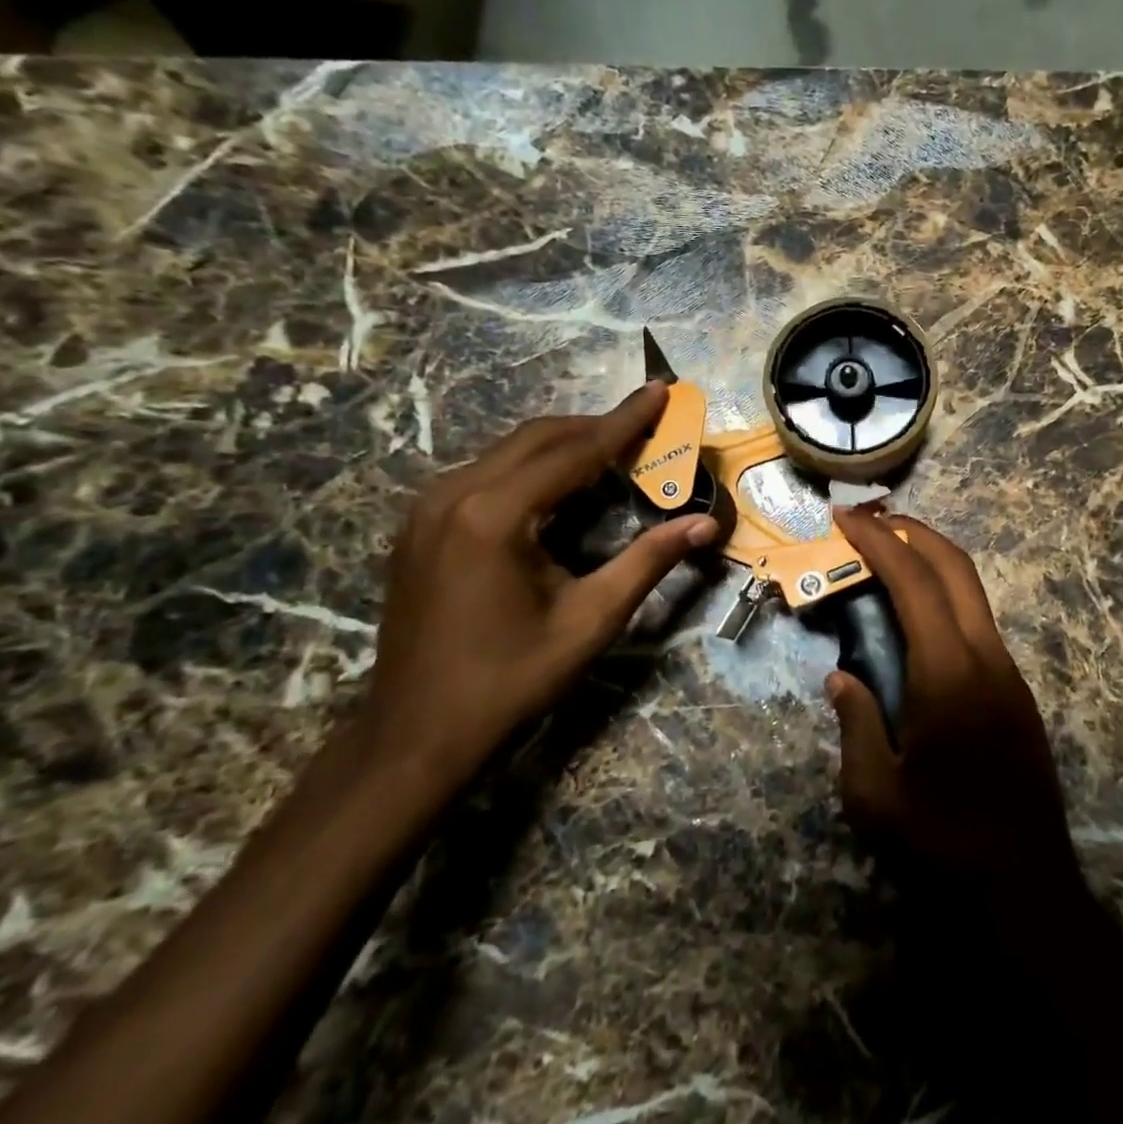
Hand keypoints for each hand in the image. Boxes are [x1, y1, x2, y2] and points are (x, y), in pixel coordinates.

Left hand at [364, 382, 719, 785]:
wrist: (417, 734)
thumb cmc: (511, 679)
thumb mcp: (591, 620)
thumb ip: (649, 561)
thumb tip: (706, 525)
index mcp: (495, 515)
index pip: (574, 450)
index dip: (625, 421)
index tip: (661, 389)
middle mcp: (454, 496)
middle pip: (538, 437)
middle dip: (596, 425)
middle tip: (647, 420)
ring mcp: (428, 509)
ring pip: (508, 450)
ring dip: (564, 443)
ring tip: (613, 447)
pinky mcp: (420, 526)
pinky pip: (485, 473)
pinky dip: (532, 466)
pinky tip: (559, 483)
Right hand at [826, 509, 1082, 903]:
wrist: (1024, 885)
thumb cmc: (941, 843)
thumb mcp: (873, 793)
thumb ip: (854, 723)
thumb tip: (842, 678)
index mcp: (948, 672)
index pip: (913, 582)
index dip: (878, 541)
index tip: (846, 518)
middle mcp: (986, 656)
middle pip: (954, 567)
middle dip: (912, 531)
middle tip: (870, 519)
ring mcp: (1008, 672)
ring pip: (972, 591)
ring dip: (933, 561)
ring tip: (890, 558)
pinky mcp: (1017, 690)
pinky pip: (978, 621)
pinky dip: (946, 596)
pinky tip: (919, 617)